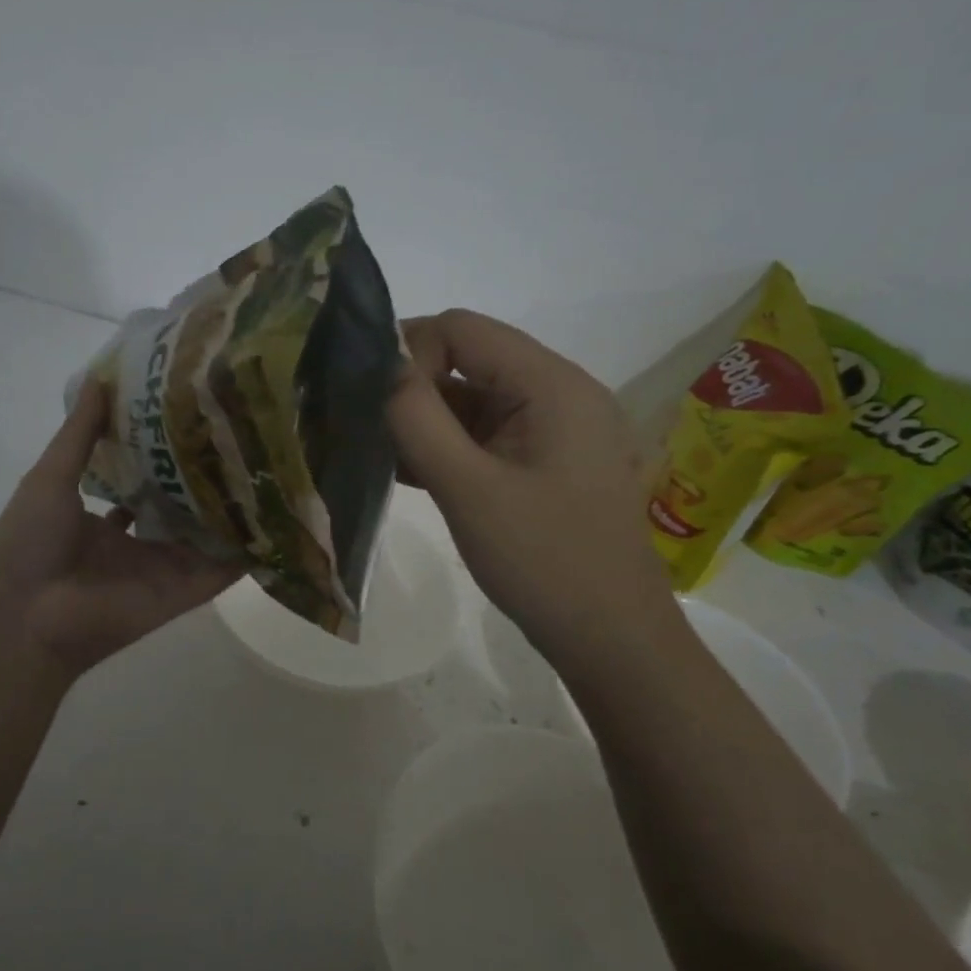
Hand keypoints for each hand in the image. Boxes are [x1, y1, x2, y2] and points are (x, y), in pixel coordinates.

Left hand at [0, 383, 241, 679]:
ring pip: (205, 536)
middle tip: (236, 438)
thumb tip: (100, 378)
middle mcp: (134, 544)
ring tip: (266, 467)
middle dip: (201, 480)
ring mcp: (161, 570)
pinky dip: (248, 552)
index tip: (190, 421)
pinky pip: (221, 570)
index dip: (162, 456)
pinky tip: (277, 519)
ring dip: (230, 511)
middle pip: (176, 509)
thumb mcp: (50, 477)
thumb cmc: (28, 542)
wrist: (25, 617)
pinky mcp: (182, 592)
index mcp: (100, 521)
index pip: (140, 484)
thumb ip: (80, 432)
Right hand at [388, 309, 679, 664]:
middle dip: (410, 387)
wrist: (612, 640)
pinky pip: (484, 435)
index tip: (369, 399)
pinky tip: (403, 470)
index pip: (463, 329)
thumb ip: (418, 419)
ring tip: (373, 450)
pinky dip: (445, 446)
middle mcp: (557, 392)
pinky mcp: (543, 462)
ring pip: (471, 400)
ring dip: (423, 420)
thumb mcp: (469, 488)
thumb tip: (378, 367)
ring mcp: (553, 429)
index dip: (408, 351)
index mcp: (552, 384)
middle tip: (359, 423)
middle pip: (468, 359)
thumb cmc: (544, 562)